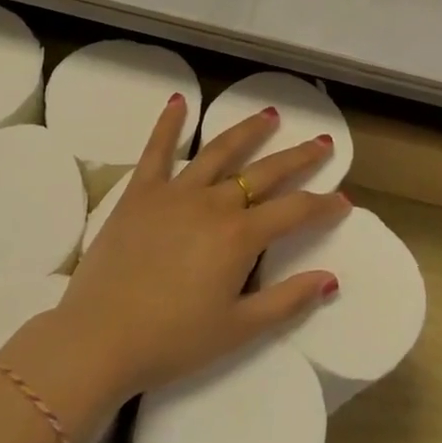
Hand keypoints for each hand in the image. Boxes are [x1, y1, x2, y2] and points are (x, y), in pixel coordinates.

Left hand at [45, 96, 347, 408]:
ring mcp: (175, 191)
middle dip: (299, 157)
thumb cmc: (172, 341)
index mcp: (240, 237)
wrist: (98, 339)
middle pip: (265, 172)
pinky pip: (157, 150)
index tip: (343, 201)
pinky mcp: (140, 192)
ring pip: (219, 151)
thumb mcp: (237, 330)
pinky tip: (178, 101)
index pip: (294, 211)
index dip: (323, 205)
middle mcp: (213, 203)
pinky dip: (168, 124)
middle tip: (321, 142)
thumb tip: (330, 279)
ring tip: (269, 115)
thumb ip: (287, 301)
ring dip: (248, 131)